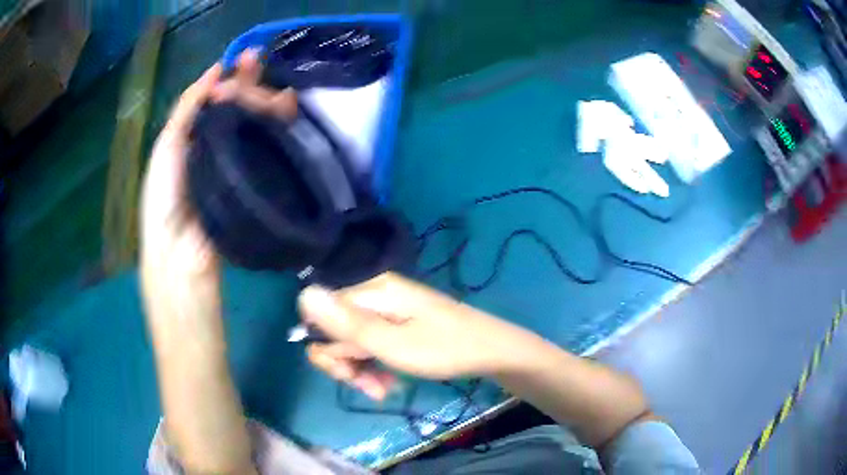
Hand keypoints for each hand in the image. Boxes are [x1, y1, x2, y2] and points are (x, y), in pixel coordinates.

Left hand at [140, 50, 296, 329]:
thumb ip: (188, 107)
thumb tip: (216, 71)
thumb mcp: (168, 145)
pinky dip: (277, 130)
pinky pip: (268, 149)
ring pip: (256, 124)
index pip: (216, 100)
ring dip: (267, 103)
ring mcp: (240, 163)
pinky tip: (286, 116)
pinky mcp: (257, 180)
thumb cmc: (164, 198)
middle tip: (260, 64)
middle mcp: (218, 146)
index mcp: (194, 138)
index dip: (230, 78)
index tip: (247, 59)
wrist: (182, 253)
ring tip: (279, 93)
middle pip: (238, 108)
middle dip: (249, 84)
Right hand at [298, 273, 535, 399]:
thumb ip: (345, 324)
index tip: (344, 370)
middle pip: (335, 329)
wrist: (491, 351)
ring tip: (382, 389)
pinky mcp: (398, 323)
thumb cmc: (443, 349)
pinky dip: (375, 365)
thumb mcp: (391, 344)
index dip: (324, 345)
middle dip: (345, 363)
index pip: (319, 312)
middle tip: (366, 386)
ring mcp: (387, 309)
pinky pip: (372, 344)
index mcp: (371, 291)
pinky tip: (389, 382)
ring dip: (361, 369)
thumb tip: (304, 293)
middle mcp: (375, 295)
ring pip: (353, 341)